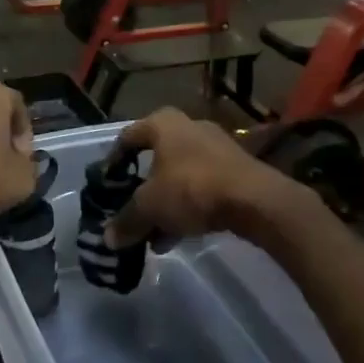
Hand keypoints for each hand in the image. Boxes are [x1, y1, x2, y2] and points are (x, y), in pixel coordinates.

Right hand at [105, 109, 297, 249]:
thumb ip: (127, 221)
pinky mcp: (237, 168)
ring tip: (154, 233)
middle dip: (141, 189)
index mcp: (162, 123)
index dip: (112, 163)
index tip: (106, 187)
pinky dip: (188, 206)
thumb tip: (108, 239)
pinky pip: (202, 186)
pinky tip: (179, 235)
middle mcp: (188, 126)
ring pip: (179, 175)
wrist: (257, 200)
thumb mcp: (150, 207)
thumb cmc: (192, 188)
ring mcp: (216, 146)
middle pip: (154, 158)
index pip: (126, 138)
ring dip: (165, 202)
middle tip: (130, 211)